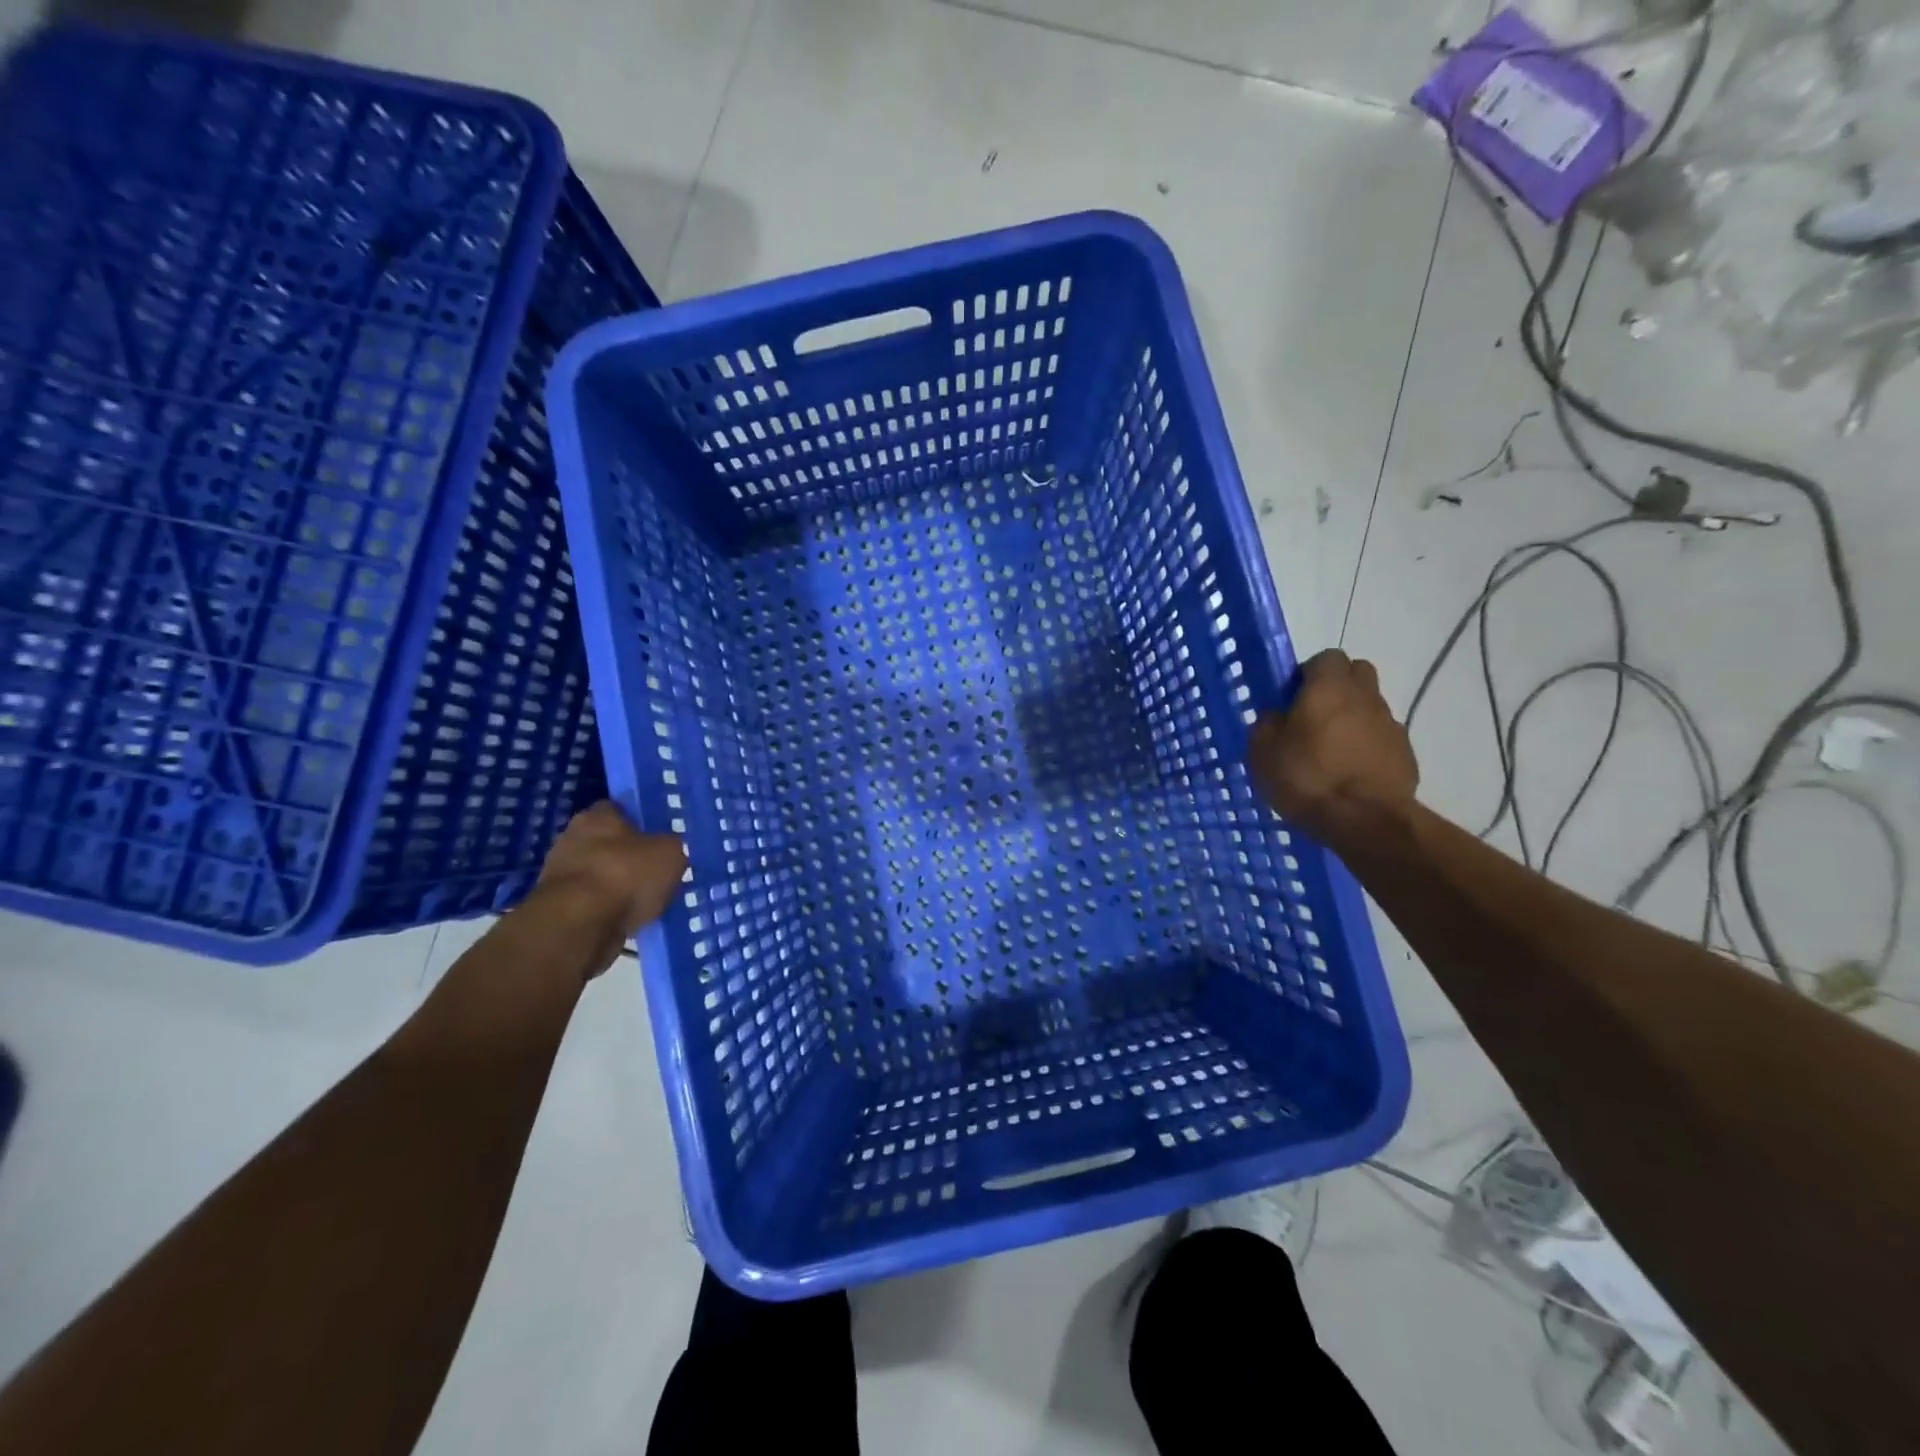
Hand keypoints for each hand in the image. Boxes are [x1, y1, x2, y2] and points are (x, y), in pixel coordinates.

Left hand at [527, 803, 686, 977]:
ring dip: (615, 886)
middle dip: (626, 857)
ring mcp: (558, 874)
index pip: (619, 810)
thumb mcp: (671, 854)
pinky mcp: (555, 908)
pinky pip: (590, 903)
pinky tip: (627, 920)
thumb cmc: (626, 875)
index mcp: (597, 816)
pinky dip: (606, 910)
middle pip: (605, 843)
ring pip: (597, 875)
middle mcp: (571, 838)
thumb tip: (668, 850)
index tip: (658, 839)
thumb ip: (671, 847)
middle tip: (653, 872)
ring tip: (644, 901)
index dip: (640, 823)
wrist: (579, 925)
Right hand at [1248, 650, 1418, 847]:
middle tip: (1312, 717)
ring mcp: (1390, 725)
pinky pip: (1381, 739)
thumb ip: (1267, 724)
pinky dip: (1366, 748)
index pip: (1326, 658)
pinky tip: (1349, 774)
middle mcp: (1365, 696)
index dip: (1308, 674)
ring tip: (1330, 753)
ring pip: (1369, 708)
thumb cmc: (1307, 777)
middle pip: (1356, 674)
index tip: (1292, 698)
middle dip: (1336, 688)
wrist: (1365, 820)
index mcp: (1329, 687)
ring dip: (1351, 720)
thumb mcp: (1262, 751)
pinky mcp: (1405, 754)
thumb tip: (1277, 716)